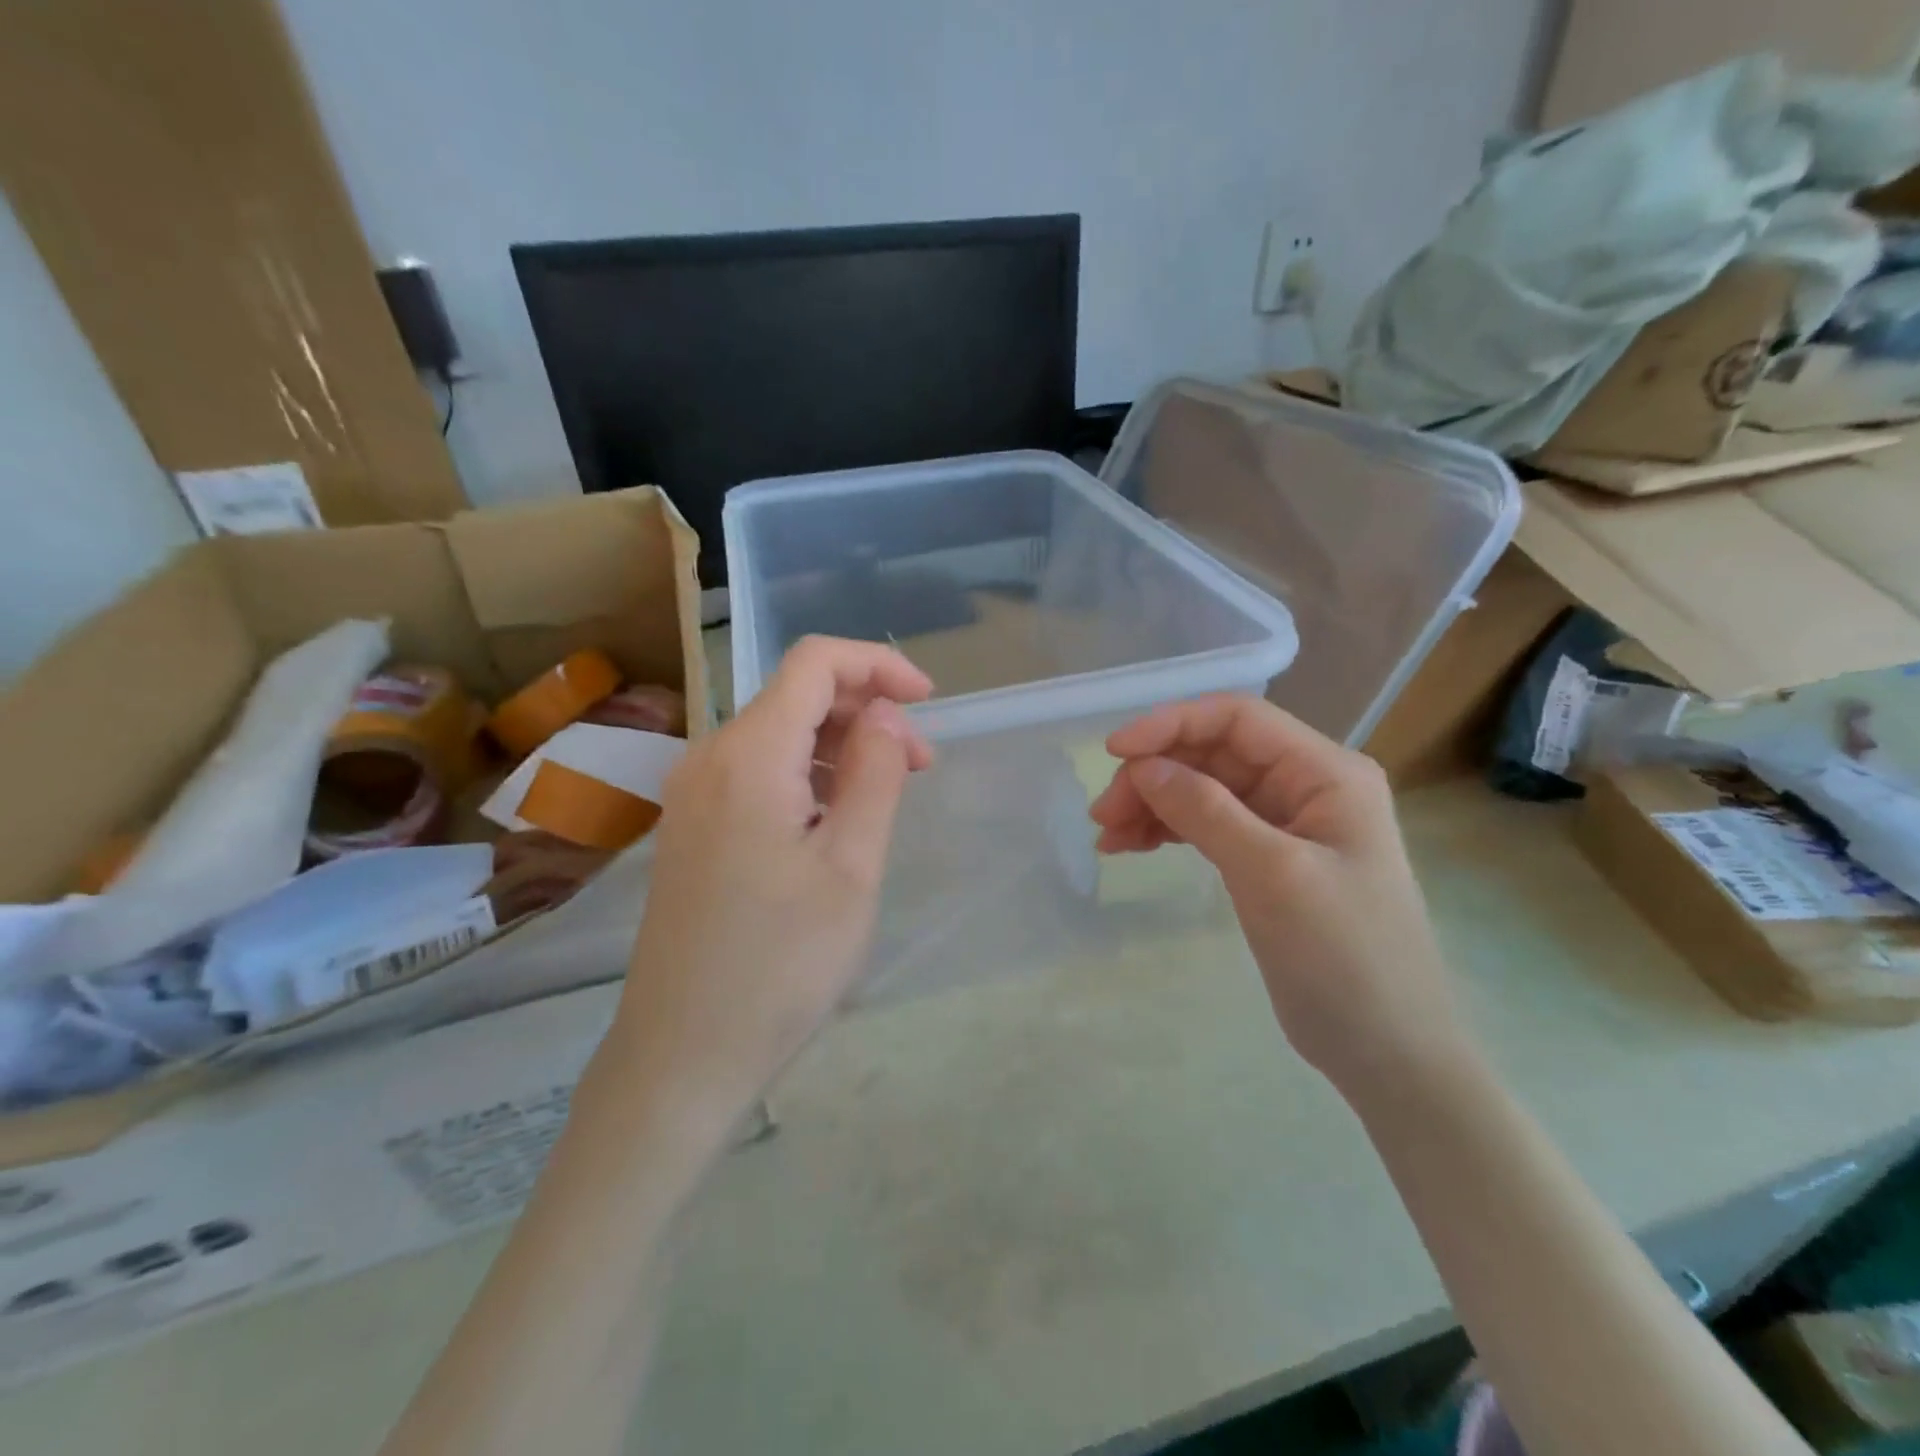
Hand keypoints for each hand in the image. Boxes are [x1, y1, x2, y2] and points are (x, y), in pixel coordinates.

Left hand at [606, 637, 933, 1143]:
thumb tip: (882, 713)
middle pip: (796, 695)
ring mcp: (693, 794)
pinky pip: (757, 772)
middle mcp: (710, 757)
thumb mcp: (851, 866)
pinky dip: (807, 774)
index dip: (878, 665)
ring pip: (778, 734)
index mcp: (748, 755)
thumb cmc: (781, 964)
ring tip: (888, 792)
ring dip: (839, 745)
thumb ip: (874, 773)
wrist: (683, 1055)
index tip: (929, 701)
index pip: (815, 663)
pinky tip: (837, 817)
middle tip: (919, 764)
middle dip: (866, 711)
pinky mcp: (692, 827)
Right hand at [1088, 695, 1468, 1091]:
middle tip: (1103, 813)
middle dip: (1155, 774)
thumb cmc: (1345, 957)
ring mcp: (1286, 824)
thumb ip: (1207, 811)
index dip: (1172, 724)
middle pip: (1214, 754)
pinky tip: (1130, 846)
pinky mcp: (1267, 860)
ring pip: (1204, 790)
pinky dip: (1166, 831)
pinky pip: (1207, 826)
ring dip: (1153, 804)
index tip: (1114, 752)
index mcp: (1325, 773)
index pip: (1238, 719)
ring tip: (1108, 836)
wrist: (1389, 1052)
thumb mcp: (1272, 875)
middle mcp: (1307, 786)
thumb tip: (1144, 767)